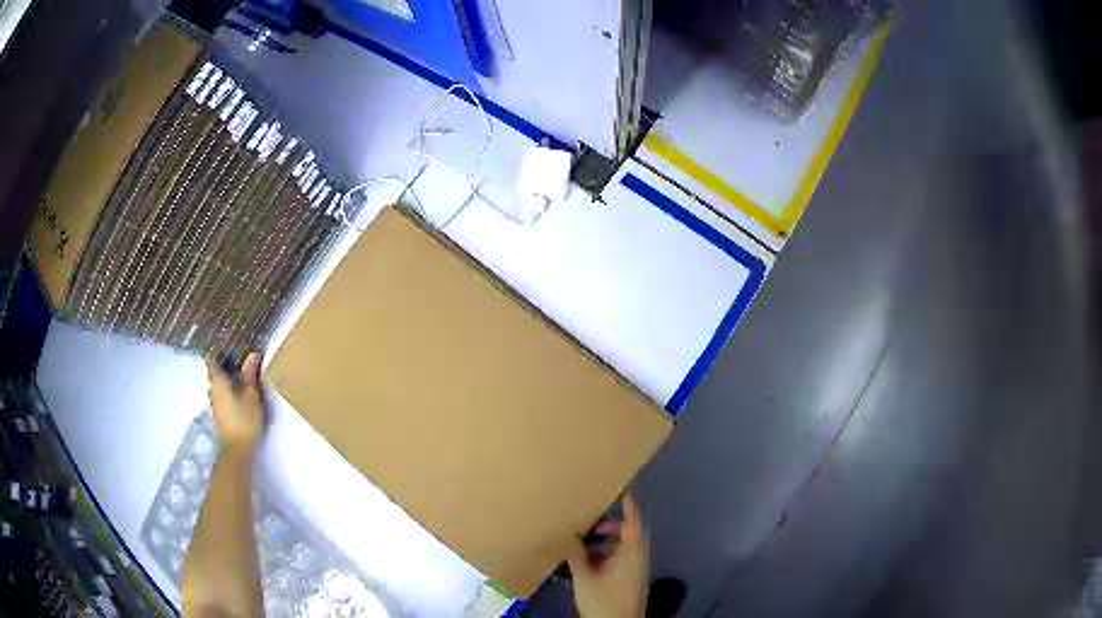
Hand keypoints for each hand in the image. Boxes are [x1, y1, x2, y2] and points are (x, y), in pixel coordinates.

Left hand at [206, 352, 266, 453]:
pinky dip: (229, 393)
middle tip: (241, 362)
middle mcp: (212, 390)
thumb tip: (253, 354)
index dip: (219, 352)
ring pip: (219, 386)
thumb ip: (250, 374)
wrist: (237, 450)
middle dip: (226, 367)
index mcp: (217, 381)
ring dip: (228, 381)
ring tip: (243, 379)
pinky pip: (222, 397)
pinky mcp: (219, 416)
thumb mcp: (252, 395)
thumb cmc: (244, 420)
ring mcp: (214, 404)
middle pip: (215, 373)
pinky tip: (241, 397)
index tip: (230, 348)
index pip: (211, 360)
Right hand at [569, 492, 649, 617]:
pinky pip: (622, 557)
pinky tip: (587, 561)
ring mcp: (637, 567)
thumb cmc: (604, 598)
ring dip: (606, 540)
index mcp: (632, 548)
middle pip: (629, 529)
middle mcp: (639, 554)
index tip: (621, 481)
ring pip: (624, 545)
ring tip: (584, 541)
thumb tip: (569, 533)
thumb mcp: (584, 575)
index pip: (633, 515)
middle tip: (591, 517)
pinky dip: (608, 553)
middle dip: (610, 522)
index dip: (628, 498)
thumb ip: (576, 553)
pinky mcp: (632, 578)